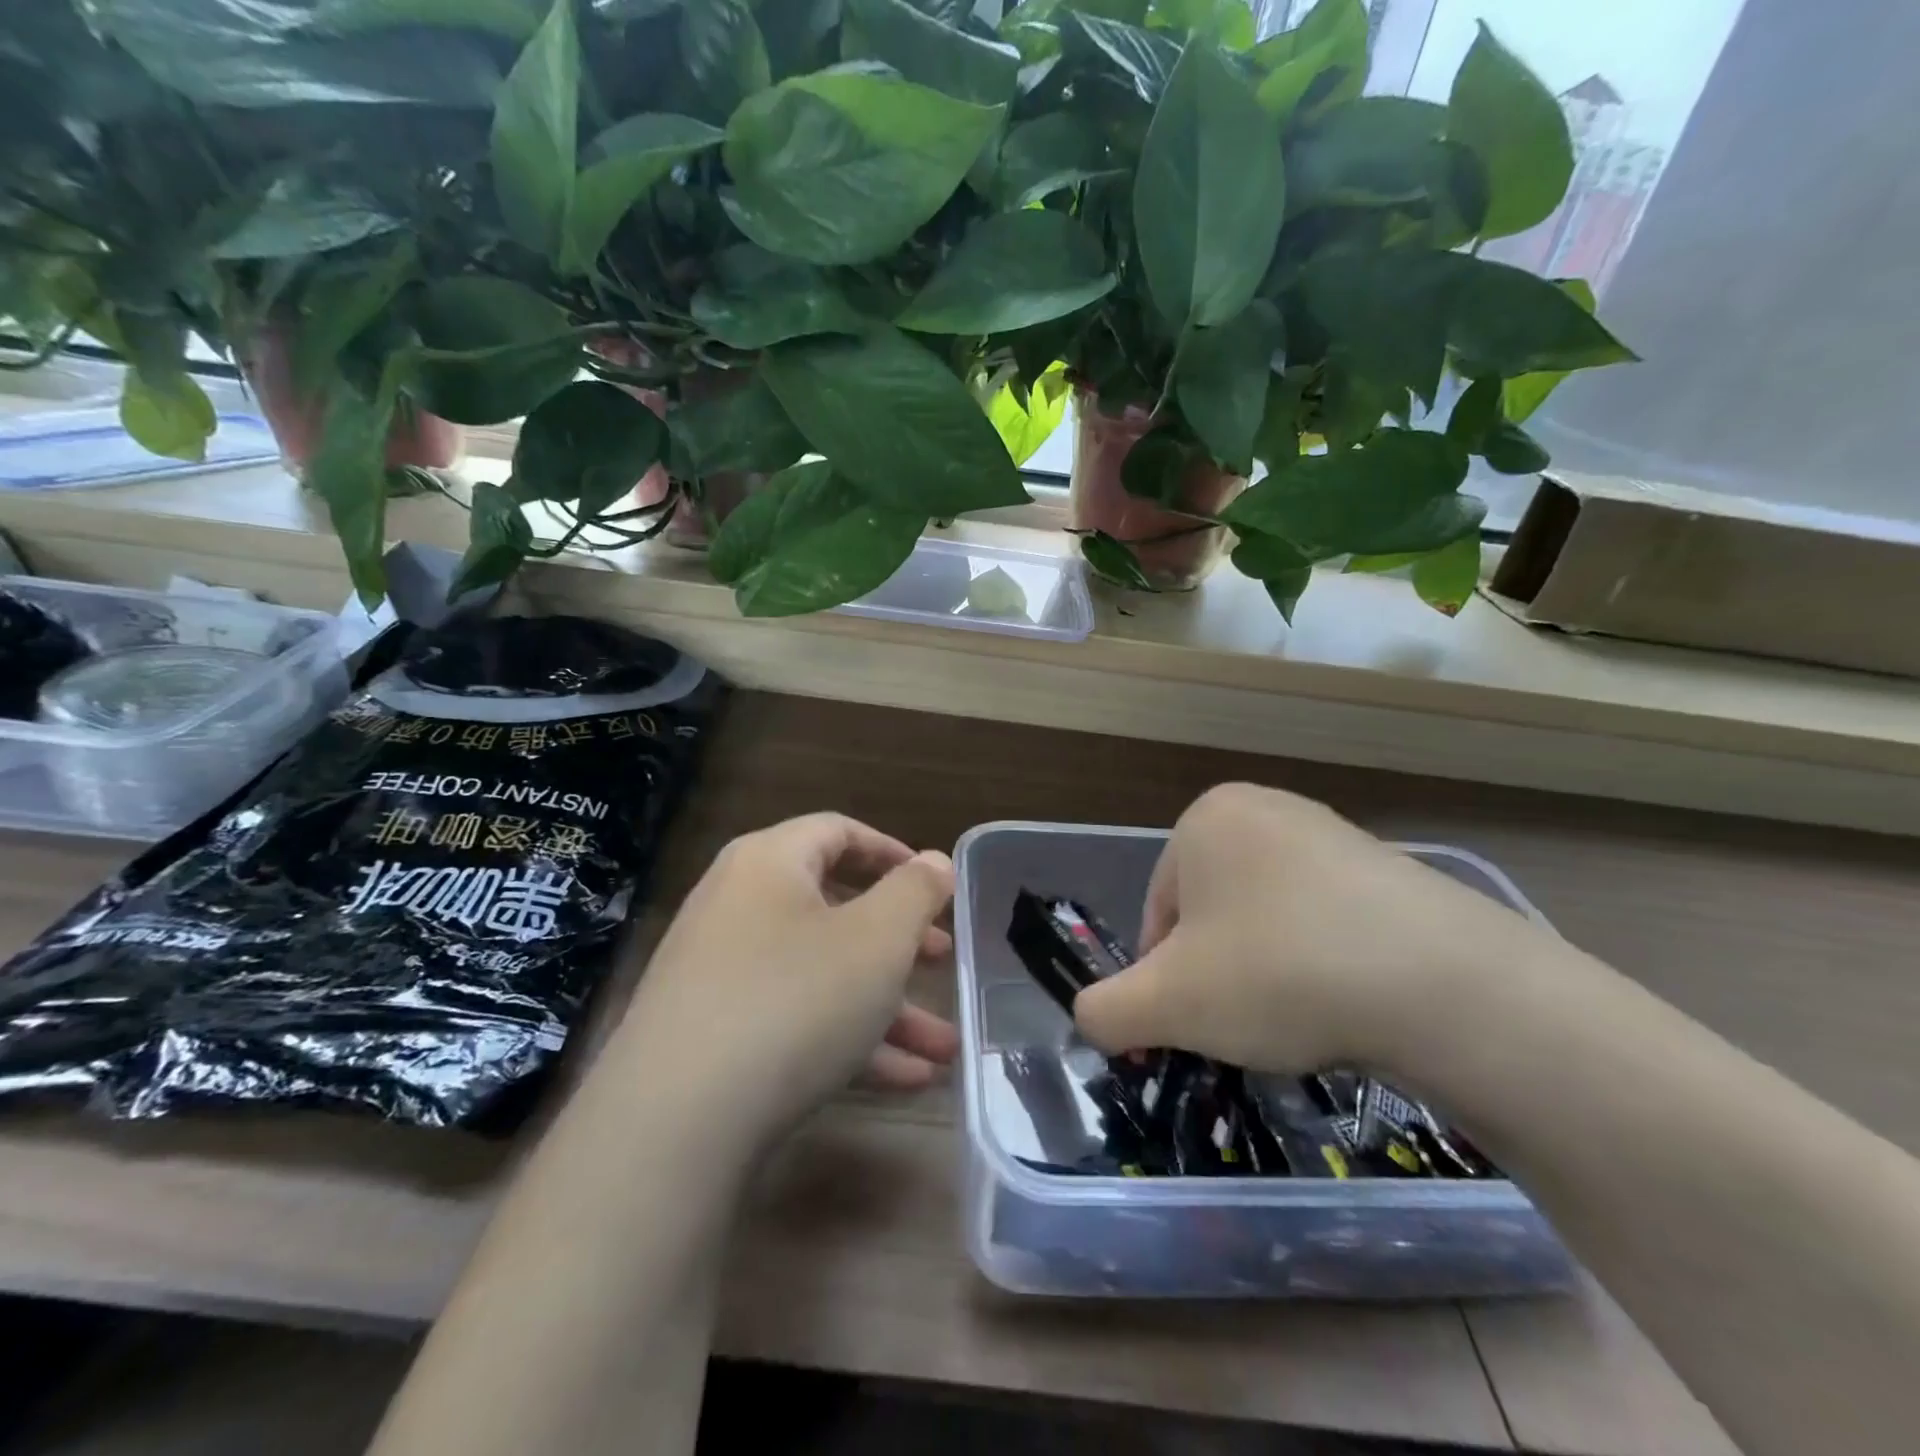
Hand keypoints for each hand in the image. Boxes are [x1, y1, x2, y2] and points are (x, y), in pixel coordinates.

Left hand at [613, 813, 957, 1146]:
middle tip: (942, 959)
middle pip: (833, 908)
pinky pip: (794, 1020)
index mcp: (768, 864)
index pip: (837, 832)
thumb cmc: (794, 1000)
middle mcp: (736, 907)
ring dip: (885, 1005)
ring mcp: (719, 975)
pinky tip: (904, 1079)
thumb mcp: (877, 939)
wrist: (673, 1125)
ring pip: (820, 974)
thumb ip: (915, 892)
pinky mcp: (713, 1036)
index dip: (892, 853)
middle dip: (898, 940)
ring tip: (944, 1046)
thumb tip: (934, 861)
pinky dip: (847, 1039)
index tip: (934, 885)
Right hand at [1073, 784, 1543, 1078]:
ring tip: (1301, 1022)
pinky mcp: (1391, 869)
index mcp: (1205, 819)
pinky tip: (1347, 1004)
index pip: (1158, 913)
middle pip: (1212, 915)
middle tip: (1245, 1028)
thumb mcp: (1167, 1004)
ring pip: (1268, 921)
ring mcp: (1333, 834)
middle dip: (1218, 975)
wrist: (1446, 984)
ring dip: (1267, 973)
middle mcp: (1266, 809)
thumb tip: (1092, 1019)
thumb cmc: (1278, 972)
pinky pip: (1327, 922)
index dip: (1164, 979)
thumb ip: (1105, 1011)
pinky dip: (1322, 965)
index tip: (1192, 1026)